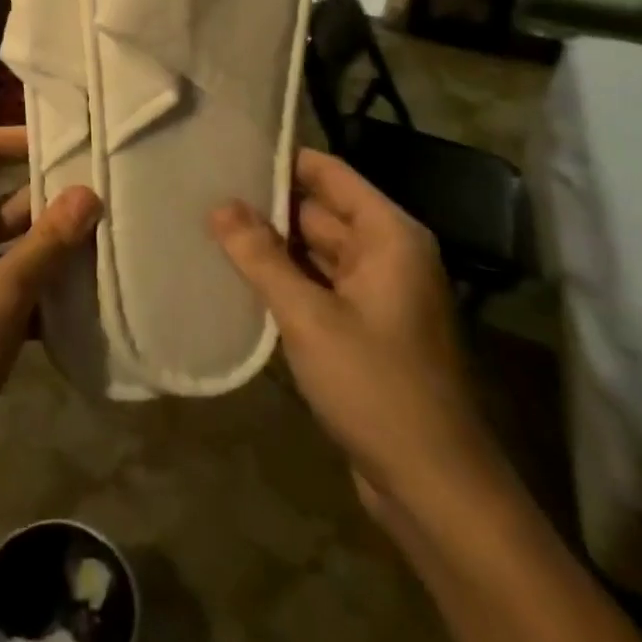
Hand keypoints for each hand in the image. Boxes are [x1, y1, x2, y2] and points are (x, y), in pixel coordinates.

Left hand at [0, 127, 99, 497]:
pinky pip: (13, 282)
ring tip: (114, 245)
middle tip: (114, 200)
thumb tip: (90, 193)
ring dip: (55, 250)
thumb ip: (48, 242)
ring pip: (16, 244)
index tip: (80, 145)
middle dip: (56, 203)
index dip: (28, 139)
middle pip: (9, 197)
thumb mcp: (2, 292)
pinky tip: (88, 300)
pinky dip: (43, 288)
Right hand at [210, 149, 485, 496]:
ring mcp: (376, 292)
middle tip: (205, 190)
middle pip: (319, 210)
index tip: (228, 151)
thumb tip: (219, 206)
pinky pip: (318, 284)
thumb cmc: (377, 387)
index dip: (281, 160)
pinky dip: (285, 278)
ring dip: (271, 244)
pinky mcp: (364, 327)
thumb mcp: (309, 317)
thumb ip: (261, 257)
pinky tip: (239, 275)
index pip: (328, 173)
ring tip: (210, 224)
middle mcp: (387, 253)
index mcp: (388, 235)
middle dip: (266, 204)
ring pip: (314, 250)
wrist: (435, 490)